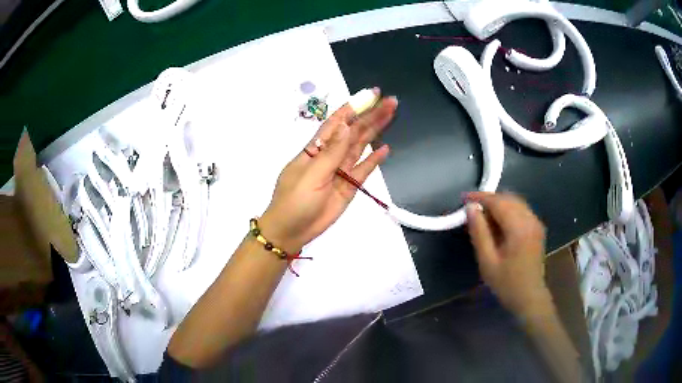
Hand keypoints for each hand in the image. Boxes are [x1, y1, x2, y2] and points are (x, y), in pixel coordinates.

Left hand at [260, 89, 397, 252]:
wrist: (291, 230)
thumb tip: (347, 125)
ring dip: (376, 131)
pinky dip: (374, 160)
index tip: (372, 95)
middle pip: (354, 131)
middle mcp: (331, 155)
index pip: (337, 121)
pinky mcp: (349, 186)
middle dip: (372, 115)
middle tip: (392, 102)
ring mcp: (341, 170)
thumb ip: (332, 152)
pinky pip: (363, 170)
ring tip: (391, 115)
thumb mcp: (312, 175)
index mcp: (316, 148)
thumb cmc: (295, 200)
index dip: (354, 107)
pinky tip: (385, 149)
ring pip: (361, 146)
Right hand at [465, 192, 551, 318]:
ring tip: (482, 215)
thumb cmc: (506, 283)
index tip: (463, 198)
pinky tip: (498, 222)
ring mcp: (536, 222)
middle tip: (471, 208)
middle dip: (489, 199)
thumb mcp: (487, 261)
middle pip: (508, 198)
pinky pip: (521, 210)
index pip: (498, 202)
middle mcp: (530, 219)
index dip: (480, 197)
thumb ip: (479, 232)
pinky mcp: (537, 227)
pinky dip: (507, 210)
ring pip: (515, 202)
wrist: (529, 297)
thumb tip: (470, 208)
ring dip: (498, 204)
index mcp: (519, 228)